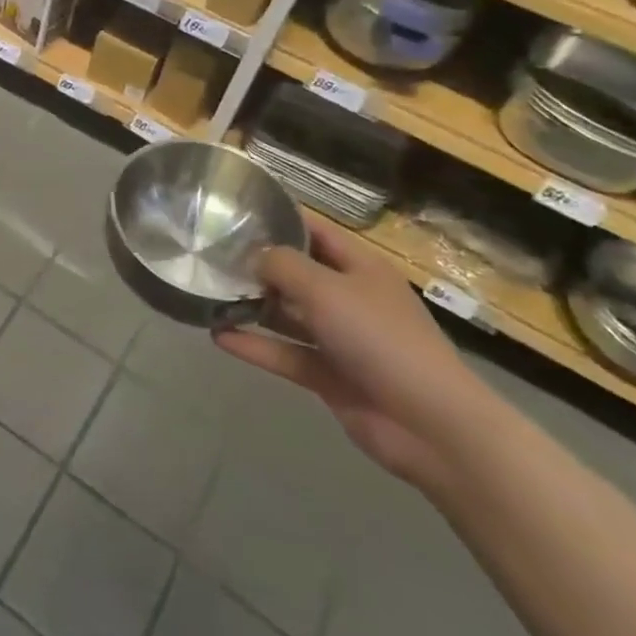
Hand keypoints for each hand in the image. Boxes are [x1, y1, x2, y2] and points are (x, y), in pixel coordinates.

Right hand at [214, 217, 492, 490]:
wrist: (429, 424)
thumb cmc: (380, 338)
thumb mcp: (326, 288)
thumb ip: (283, 265)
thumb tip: (252, 255)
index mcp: (359, 266)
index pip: (313, 230)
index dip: (278, 218)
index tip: (233, 211)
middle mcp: (348, 296)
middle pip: (296, 272)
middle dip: (256, 264)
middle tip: (208, 254)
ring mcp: (339, 337)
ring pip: (287, 314)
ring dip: (252, 306)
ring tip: (206, 294)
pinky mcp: (328, 374)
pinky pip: (285, 352)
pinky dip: (255, 346)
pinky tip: (218, 336)